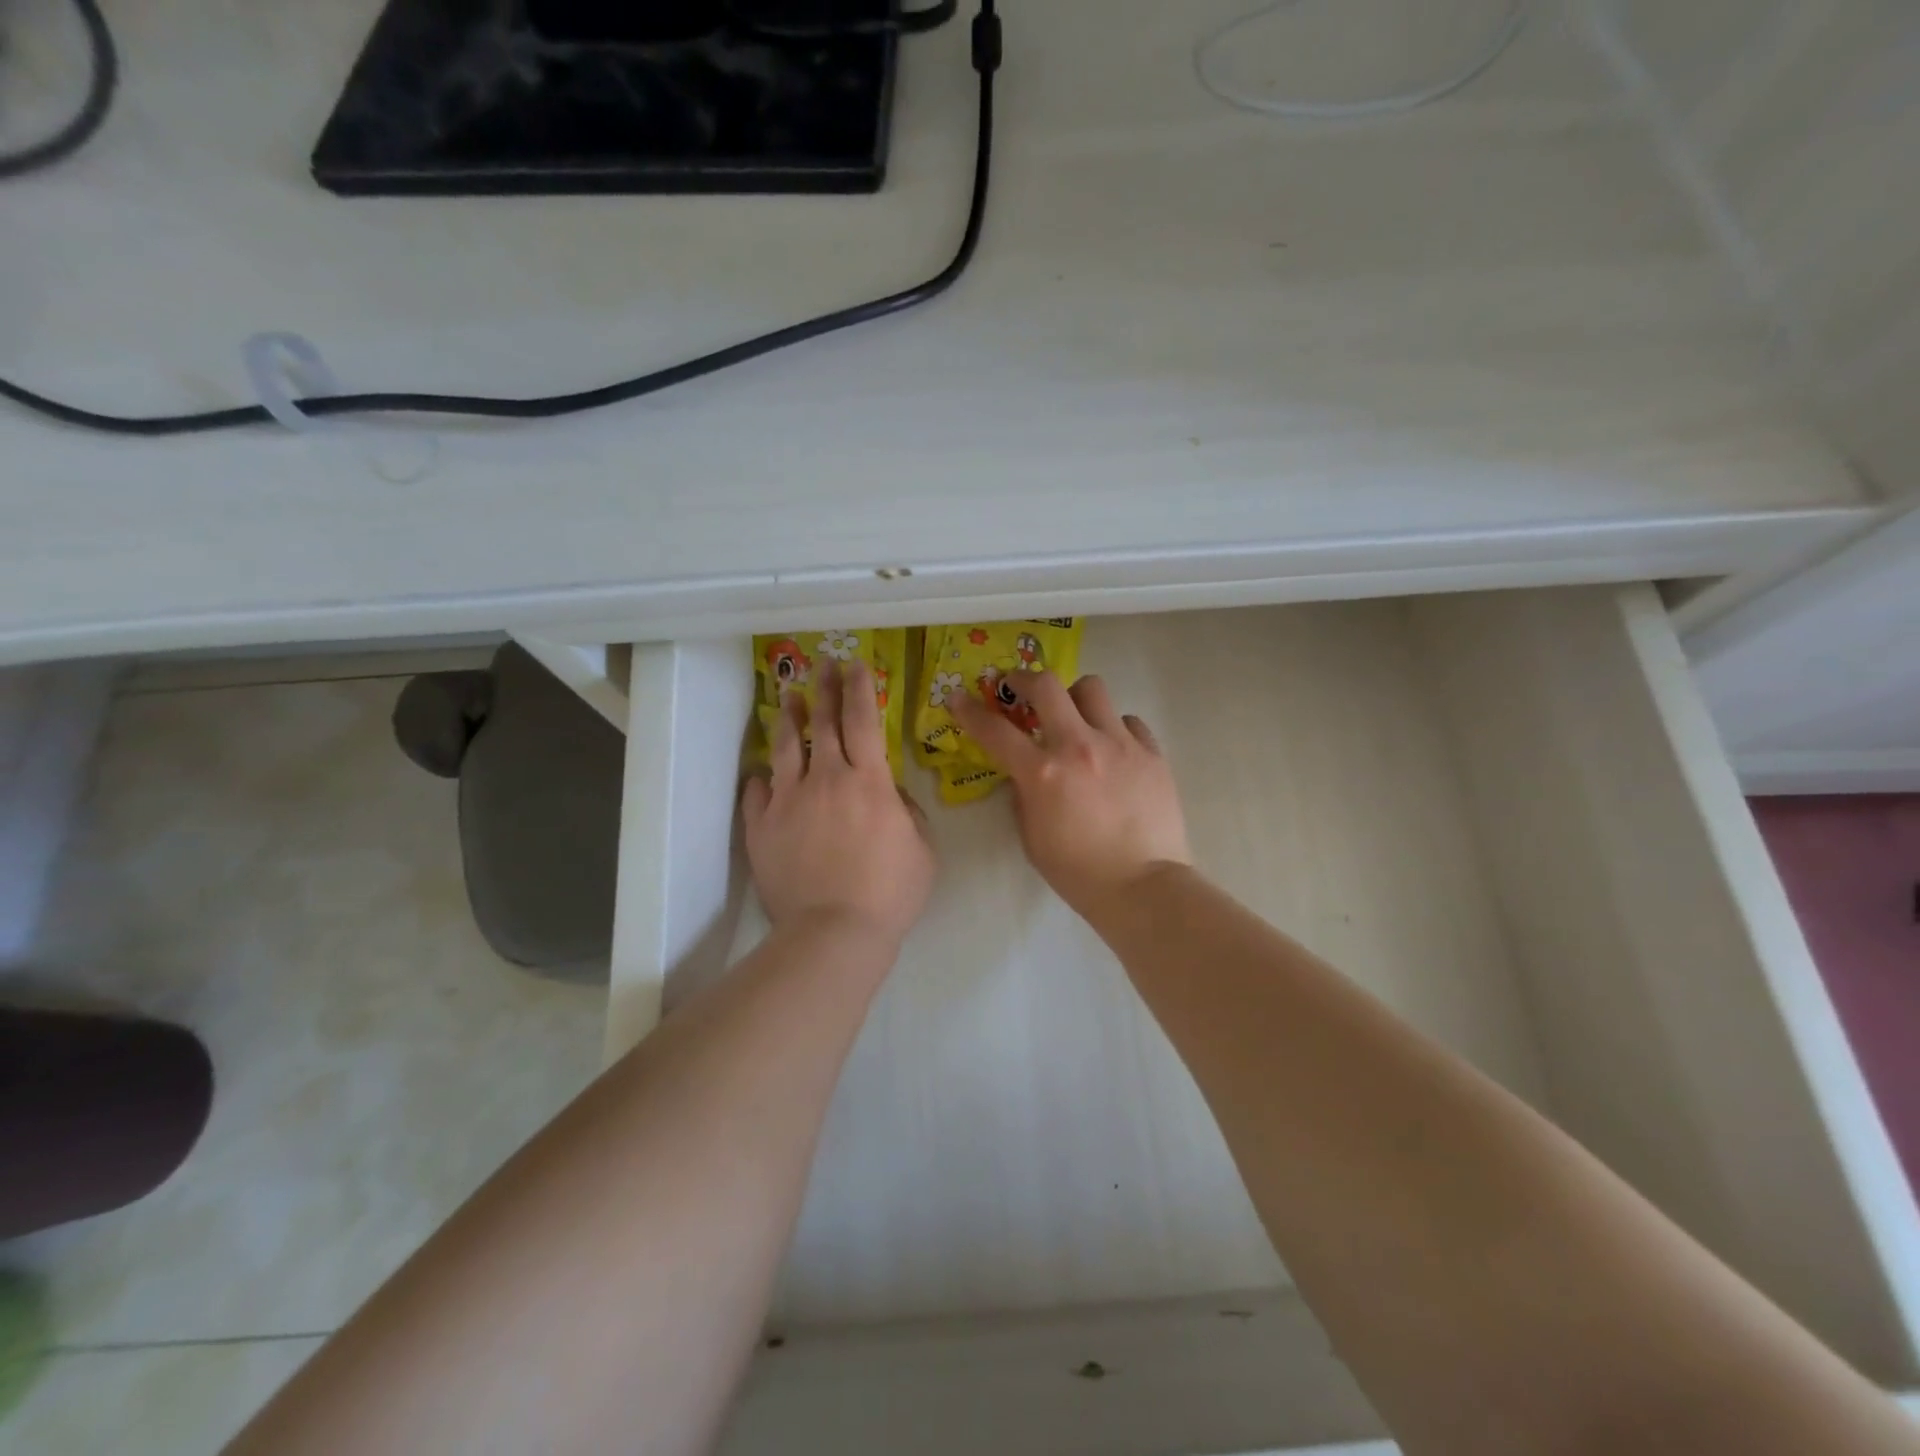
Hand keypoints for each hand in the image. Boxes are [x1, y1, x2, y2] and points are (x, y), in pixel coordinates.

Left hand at [743, 659, 934, 949]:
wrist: (834, 931)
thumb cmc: (890, 892)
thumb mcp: (923, 849)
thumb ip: (908, 811)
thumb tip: (888, 792)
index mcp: (869, 782)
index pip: (864, 721)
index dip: (860, 689)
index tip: (856, 665)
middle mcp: (826, 779)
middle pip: (822, 723)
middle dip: (825, 688)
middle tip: (823, 664)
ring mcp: (788, 801)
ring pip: (785, 748)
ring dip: (789, 718)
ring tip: (788, 697)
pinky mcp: (761, 827)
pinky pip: (758, 794)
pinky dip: (761, 780)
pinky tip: (761, 774)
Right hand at [952, 670, 1190, 924]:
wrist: (1143, 887)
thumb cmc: (1079, 873)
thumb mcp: (1032, 838)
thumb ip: (1023, 797)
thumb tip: (1024, 774)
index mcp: (1043, 773)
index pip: (995, 731)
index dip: (970, 711)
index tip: (959, 699)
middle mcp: (1079, 746)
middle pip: (1047, 686)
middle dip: (1024, 680)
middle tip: (1019, 688)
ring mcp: (1120, 745)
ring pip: (1093, 689)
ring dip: (1074, 698)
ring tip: (1074, 717)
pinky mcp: (1151, 753)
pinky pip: (1128, 721)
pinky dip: (1114, 728)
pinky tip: (1113, 750)